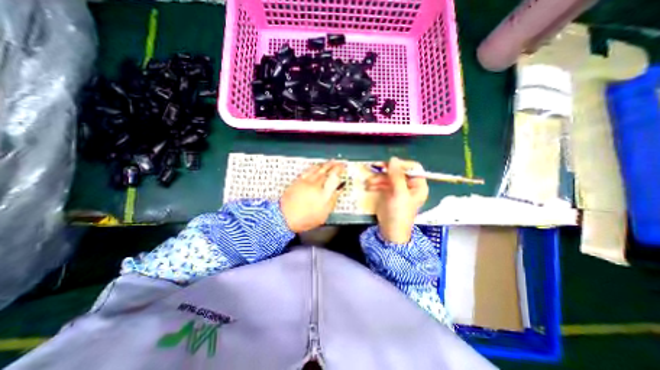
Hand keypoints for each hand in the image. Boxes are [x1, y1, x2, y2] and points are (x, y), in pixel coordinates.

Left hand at [280, 160, 346, 232]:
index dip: (339, 170)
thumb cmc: (305, 219)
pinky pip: (308, 170)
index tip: (343, 167)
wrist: (284, 217)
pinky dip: (314, 166)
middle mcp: (315, 185)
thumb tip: (339, 190)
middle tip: (339, 162)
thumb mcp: (323, 215)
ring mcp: (306, 182)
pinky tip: (317, 165)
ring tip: (331, 162)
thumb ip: (332, 201)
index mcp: (323, 194)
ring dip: (325, 164)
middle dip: (334, 165)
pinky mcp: (298, 180)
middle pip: (326, 171)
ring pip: (317, 169)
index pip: (334, 178)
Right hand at [366, 158, 428, 243]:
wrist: (390, 230)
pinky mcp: (389, 192)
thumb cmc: (399, 213)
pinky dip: (376, 183)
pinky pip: (382, 182)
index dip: (402, 164)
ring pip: (388, 176)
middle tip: (375, 167)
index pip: (413, 167)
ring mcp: (398, 188)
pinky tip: (369, 186)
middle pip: (398, 171)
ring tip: (369, 182)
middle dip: (386, 171)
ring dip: (378, 178)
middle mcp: (409, 185)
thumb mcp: (399, 194)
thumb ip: (396, 176)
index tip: (389, 165)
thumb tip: (393, 159)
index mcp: (417, 185)